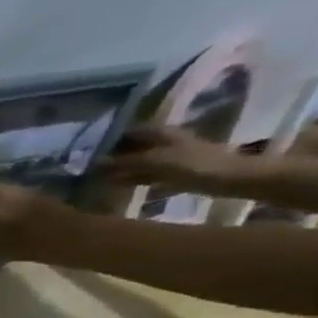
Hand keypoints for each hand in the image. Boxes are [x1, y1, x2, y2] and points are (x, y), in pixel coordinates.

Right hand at [98, 124, 259, 190]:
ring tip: (99, 179)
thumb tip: (95, 162)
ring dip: (121, 168)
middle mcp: (164, 141)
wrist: (228, 178)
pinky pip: (146, 173)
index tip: (88, 152)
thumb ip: (124, 161)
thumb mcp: (154, 161)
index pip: (129, 132)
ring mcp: (169, 156)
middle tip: (89, 168)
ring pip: (138, 161)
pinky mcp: (173, 171)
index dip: (110, 140)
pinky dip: (132, 178)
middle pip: (133, 147)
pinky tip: (118, 185)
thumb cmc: (192, 164)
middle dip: (113, 156)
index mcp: (161, 133)